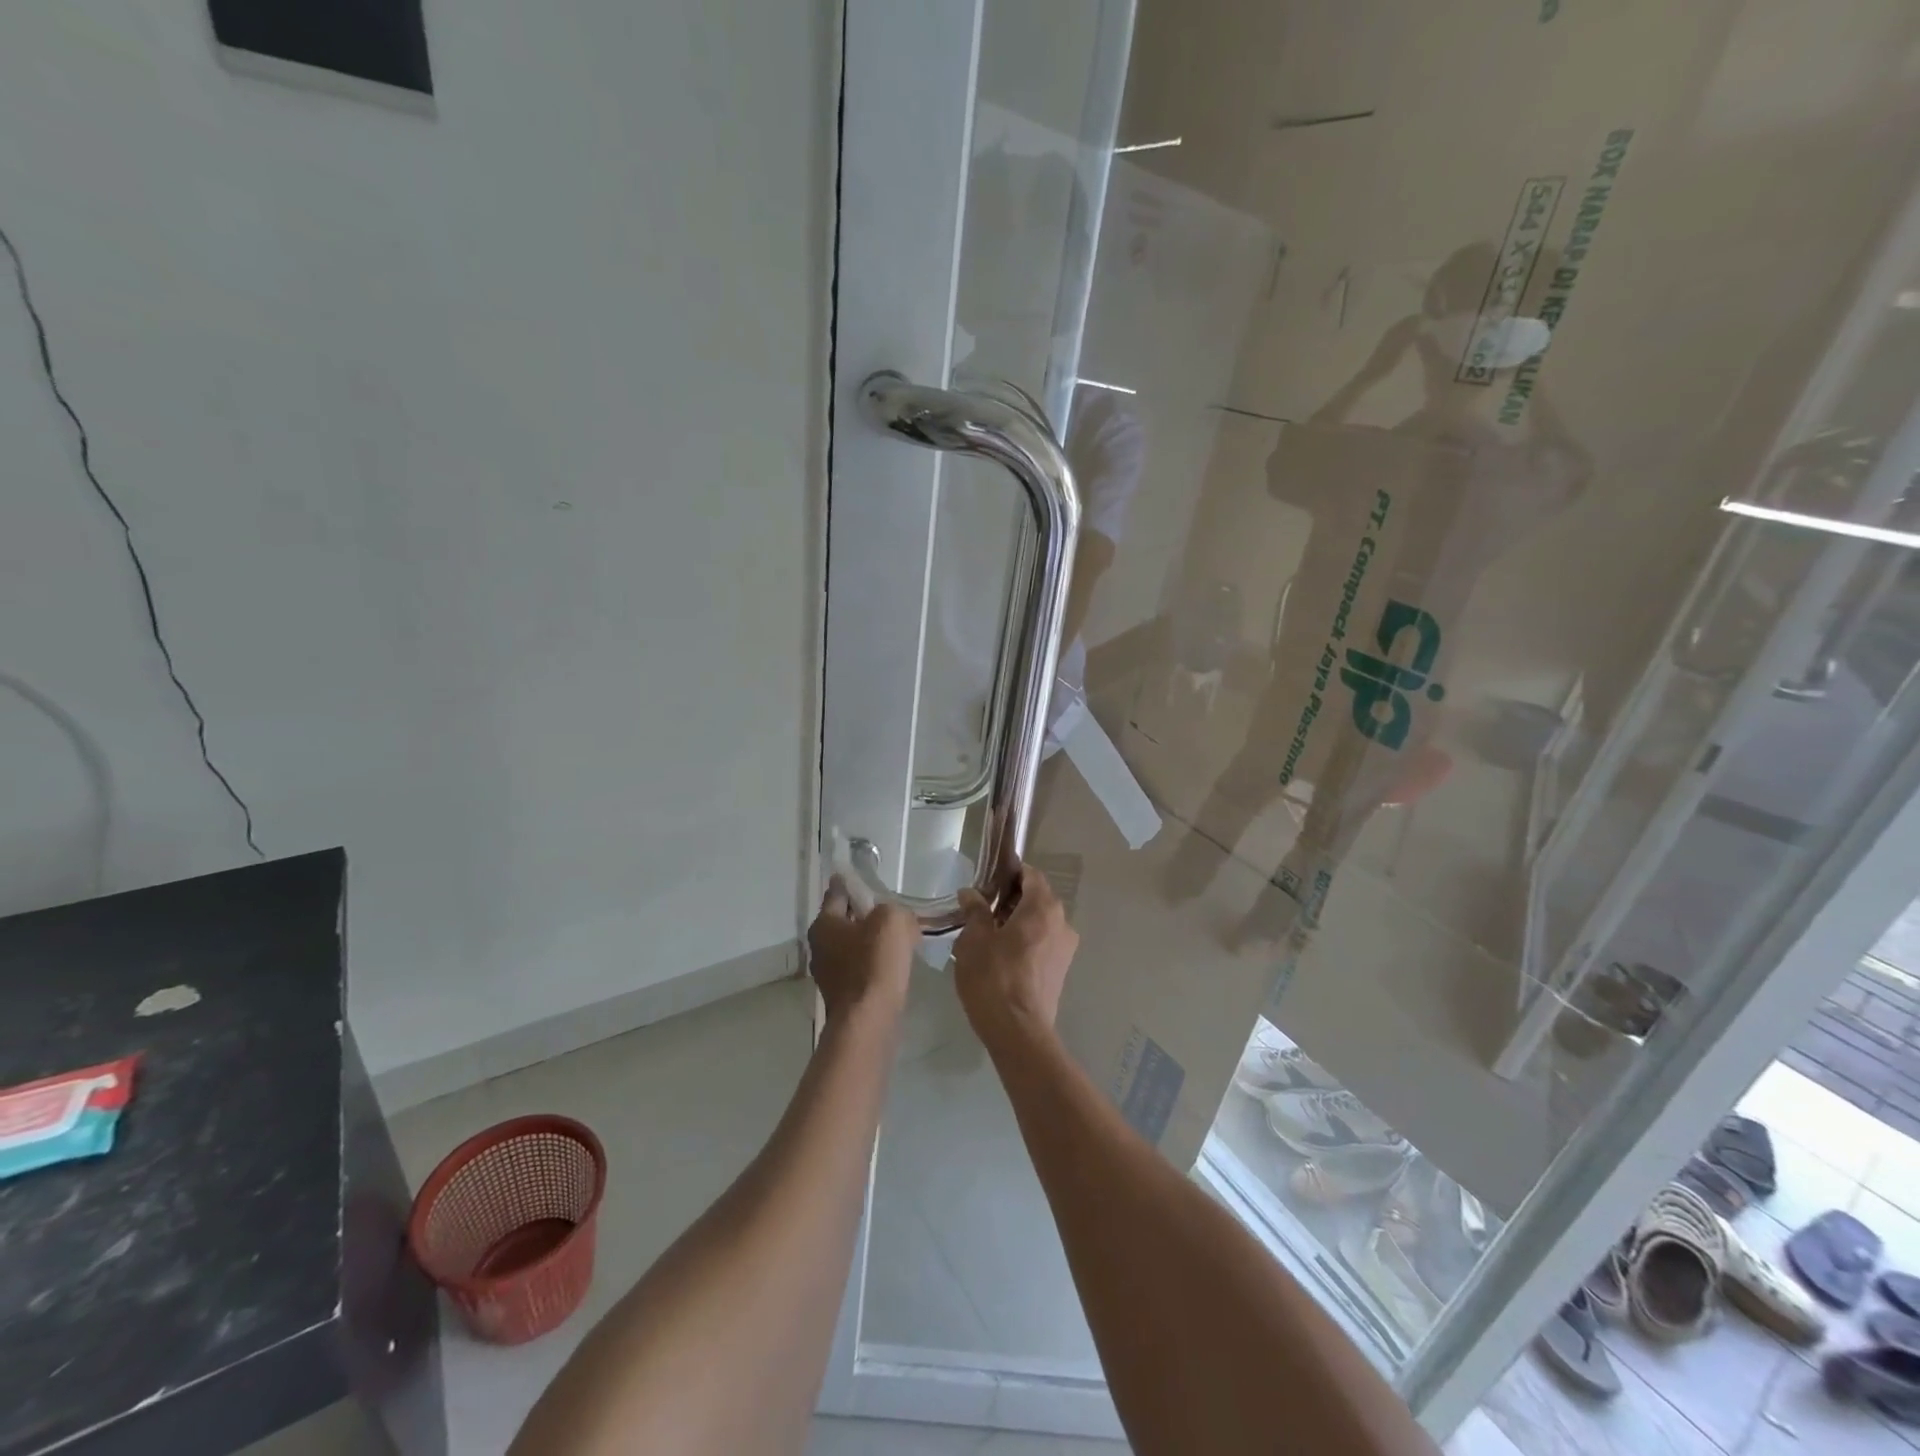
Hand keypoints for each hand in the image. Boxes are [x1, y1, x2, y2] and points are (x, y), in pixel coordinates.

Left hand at [807, 876, 915, 1025]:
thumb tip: (896, 917)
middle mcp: (819, 946)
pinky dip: (874, 962)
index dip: (852, 882)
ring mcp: (829, 973)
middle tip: (890, 908)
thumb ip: (893, 909)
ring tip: (897, 936)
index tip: (863, 875)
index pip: (837, 892)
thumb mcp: (892, 920)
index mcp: (824, 924)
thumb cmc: (875, 962)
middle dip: (864, 913)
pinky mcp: (843, 994)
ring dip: (870, 940)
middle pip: (844, 919)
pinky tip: (893, 963)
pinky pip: (860, 967)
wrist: (869, 1019)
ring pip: (853, 945)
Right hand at [952, 862, 1078, 1042]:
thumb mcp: (974, 940)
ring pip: (1041, 920)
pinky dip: (1027, 938)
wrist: (1018, 1031)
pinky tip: (1003, 952)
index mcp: (1043, 907)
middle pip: (1038, 897)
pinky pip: (1044, 940)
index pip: (1031, 875)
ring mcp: (1065, 947)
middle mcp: (1061, 921)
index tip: (987, 880)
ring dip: (1019, 919)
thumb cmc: (994, 978)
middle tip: (983, 906)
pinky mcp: (1062, 969)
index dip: (1009, 873)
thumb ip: (975, 911)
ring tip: (990, 931)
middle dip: (1012, 897)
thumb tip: (971, 894)